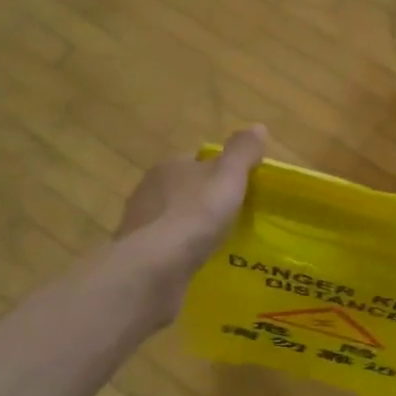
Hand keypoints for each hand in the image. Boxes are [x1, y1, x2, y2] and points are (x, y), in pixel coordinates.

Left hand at [116, 127, 266, 310]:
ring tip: (218, 244)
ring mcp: (139, 225)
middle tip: (232, 217)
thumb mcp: (228, 177)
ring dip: (190, 229)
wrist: (153, 269)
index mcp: (169, 166)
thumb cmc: (195, 214)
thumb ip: (242, 152)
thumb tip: (258, 127)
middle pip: (183, 189)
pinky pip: (165, 249)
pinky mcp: (137, 256)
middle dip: (203, 200)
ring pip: (172, 220)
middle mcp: (148, 190)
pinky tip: (197, 264)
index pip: (196, 160)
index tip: (239, 187)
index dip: (218, 170)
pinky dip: (180, 254)